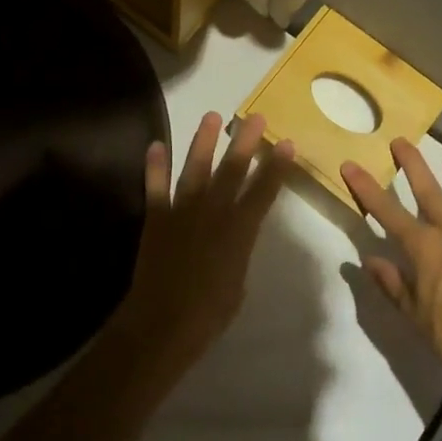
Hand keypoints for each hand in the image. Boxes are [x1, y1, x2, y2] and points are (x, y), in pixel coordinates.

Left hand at [105, 112, 293, 381]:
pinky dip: (155, 166)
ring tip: (211, 115)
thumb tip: (235, 234)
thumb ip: (238, 250)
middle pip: (232, 170)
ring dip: (203, 141)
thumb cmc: (208, 314)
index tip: (286, 143)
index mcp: (239, 231)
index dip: (276, 167)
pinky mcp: (156, 217)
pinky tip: (156, 144)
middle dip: (245, 142)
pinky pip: (155, 186)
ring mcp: (182, 211)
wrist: (163, 325)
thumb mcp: (237, 282)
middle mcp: (213, 212)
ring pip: (195, 168)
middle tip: (256, 117)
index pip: (263, 192)